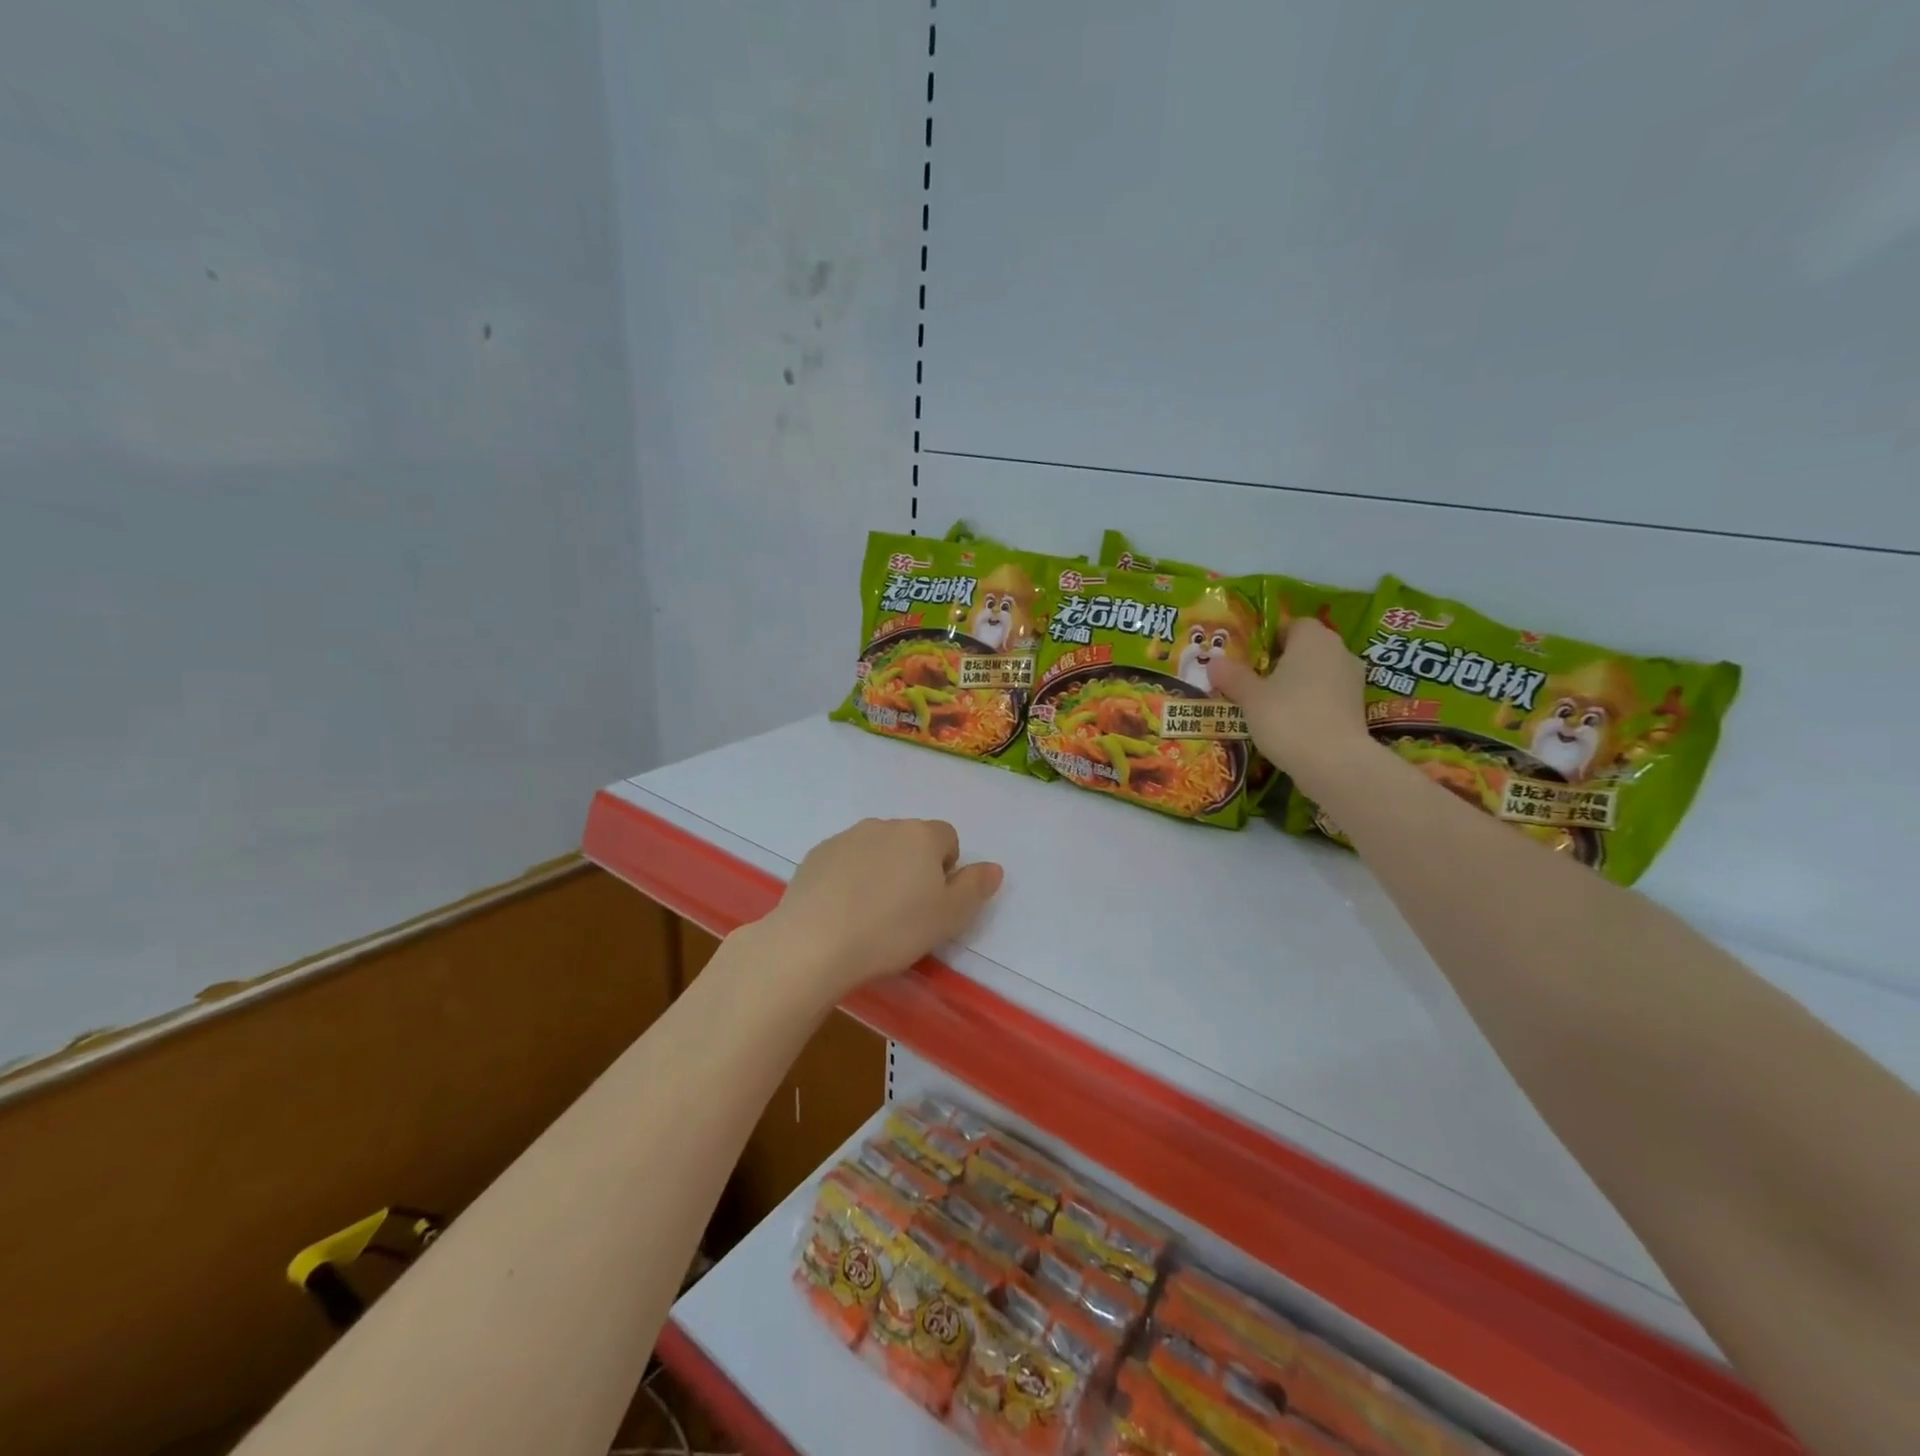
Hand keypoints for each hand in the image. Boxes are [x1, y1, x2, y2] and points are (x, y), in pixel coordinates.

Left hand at [758, 818, 1002, 999]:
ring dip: (881, 871)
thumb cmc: (893, 930)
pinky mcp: (816, 854)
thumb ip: (975, 888)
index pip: (948, 839)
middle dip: (913, 868)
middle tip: (905, 912)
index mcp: (921, 835)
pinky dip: (849, 878)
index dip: (946, 870)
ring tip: (870, 914)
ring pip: (876, 849)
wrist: (814, 942)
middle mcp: (885, 826)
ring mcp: (846, 837)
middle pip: (911, 841)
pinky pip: (845, 860)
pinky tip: (841, 911)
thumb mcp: (949, 917)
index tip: (933, 903)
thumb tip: (993, 867)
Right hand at [1211, 619, 1371, 793]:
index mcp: (1313, 638)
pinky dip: (1312, 704)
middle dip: (1282, 662)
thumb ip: (1233, 677)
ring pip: (1319, 673)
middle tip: (1254, 682)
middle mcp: (1339, 651)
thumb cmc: (1288, 717)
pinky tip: (1291, 724)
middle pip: (1307, 649)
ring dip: (1298, 684)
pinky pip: (1328, 696)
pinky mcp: (1358, 708)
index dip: (1270, 638)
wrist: (1334, 762)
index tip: (1250, 658)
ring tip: (1270, 706)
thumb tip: (1214, 662)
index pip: (1292, 624)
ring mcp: (1353, 680)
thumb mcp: (1250, 697)